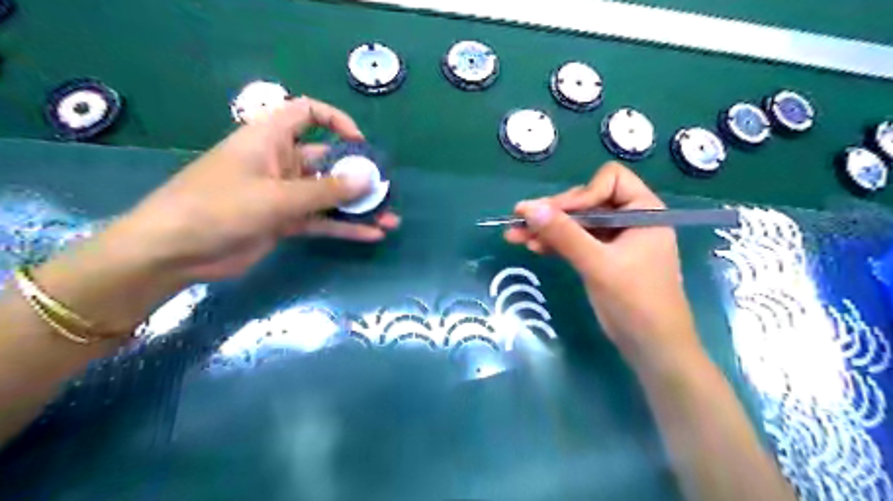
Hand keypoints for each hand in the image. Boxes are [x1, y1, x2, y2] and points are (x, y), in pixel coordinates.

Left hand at [111, 96, 396, 283]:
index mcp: (271, 139)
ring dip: (358, 207)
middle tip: (386, 191)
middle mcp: (281, 162)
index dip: (336, 121)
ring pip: (329, 195)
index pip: (307, 113)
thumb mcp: (276, 197)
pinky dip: (344, 227)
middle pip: (328, 160)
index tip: (360, 145)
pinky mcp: (286, 222)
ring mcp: (284, 194)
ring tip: (390, 219)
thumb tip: (369, 178)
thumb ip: (326, 190)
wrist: (175, 253)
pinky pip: (322, 220)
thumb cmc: (218, 208)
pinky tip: (371, 235)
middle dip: (359, 176)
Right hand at [504, 162, 700, 369]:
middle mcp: (630, 219)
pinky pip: (576, 241)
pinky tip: (533, 246)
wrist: (651, 348)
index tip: (556, 215)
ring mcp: (615, 239)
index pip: (609, 181)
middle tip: (519, 221)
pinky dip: (555, 243)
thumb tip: (528, 208)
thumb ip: (564, 234)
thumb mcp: (597, 264)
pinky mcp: (603, 257)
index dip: (582, 194)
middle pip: (587, 202)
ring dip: (548, 229)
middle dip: (554, 213)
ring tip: (515, 235)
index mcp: (644, 211)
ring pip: (577, 223)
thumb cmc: (635, 302)